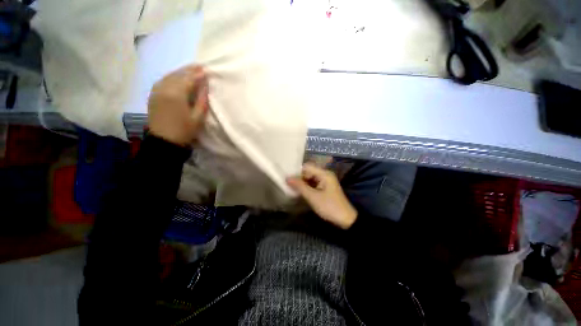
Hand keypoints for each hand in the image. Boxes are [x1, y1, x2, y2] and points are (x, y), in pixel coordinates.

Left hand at [148, 65, 208, 145]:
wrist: (164, 140)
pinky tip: (176, 76)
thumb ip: (202, 100)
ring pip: (169, 76)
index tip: (206, 70)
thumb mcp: (198, 117)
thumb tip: (205, 86)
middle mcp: (164, 88)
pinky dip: (171, 76)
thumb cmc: (184, 130)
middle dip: (189, 70)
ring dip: (180, 71)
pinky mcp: (153, 94)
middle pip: (178, 75)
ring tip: (190, 69)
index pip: (189, 80)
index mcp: (177, 95)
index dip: (198, 75)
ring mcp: (156, 91)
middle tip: (199, 66)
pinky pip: (162, 80)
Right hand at [287, 163, 357, 228]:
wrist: (345, 219)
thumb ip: (300, 186)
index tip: (287, 178)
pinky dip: (307, 187)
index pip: (307, 167)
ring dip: (302, 183)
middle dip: (299, 178)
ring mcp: (325, 181)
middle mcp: (325, 174)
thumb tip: (287, 178)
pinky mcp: (325, 187)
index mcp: (324, 174)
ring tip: (291, 187)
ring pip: (310, 178)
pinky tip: (300, 191)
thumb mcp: (313, 197)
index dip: (297, 171)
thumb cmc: (329, 206)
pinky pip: (313, 183)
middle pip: (308, 172)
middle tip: (288, 184)